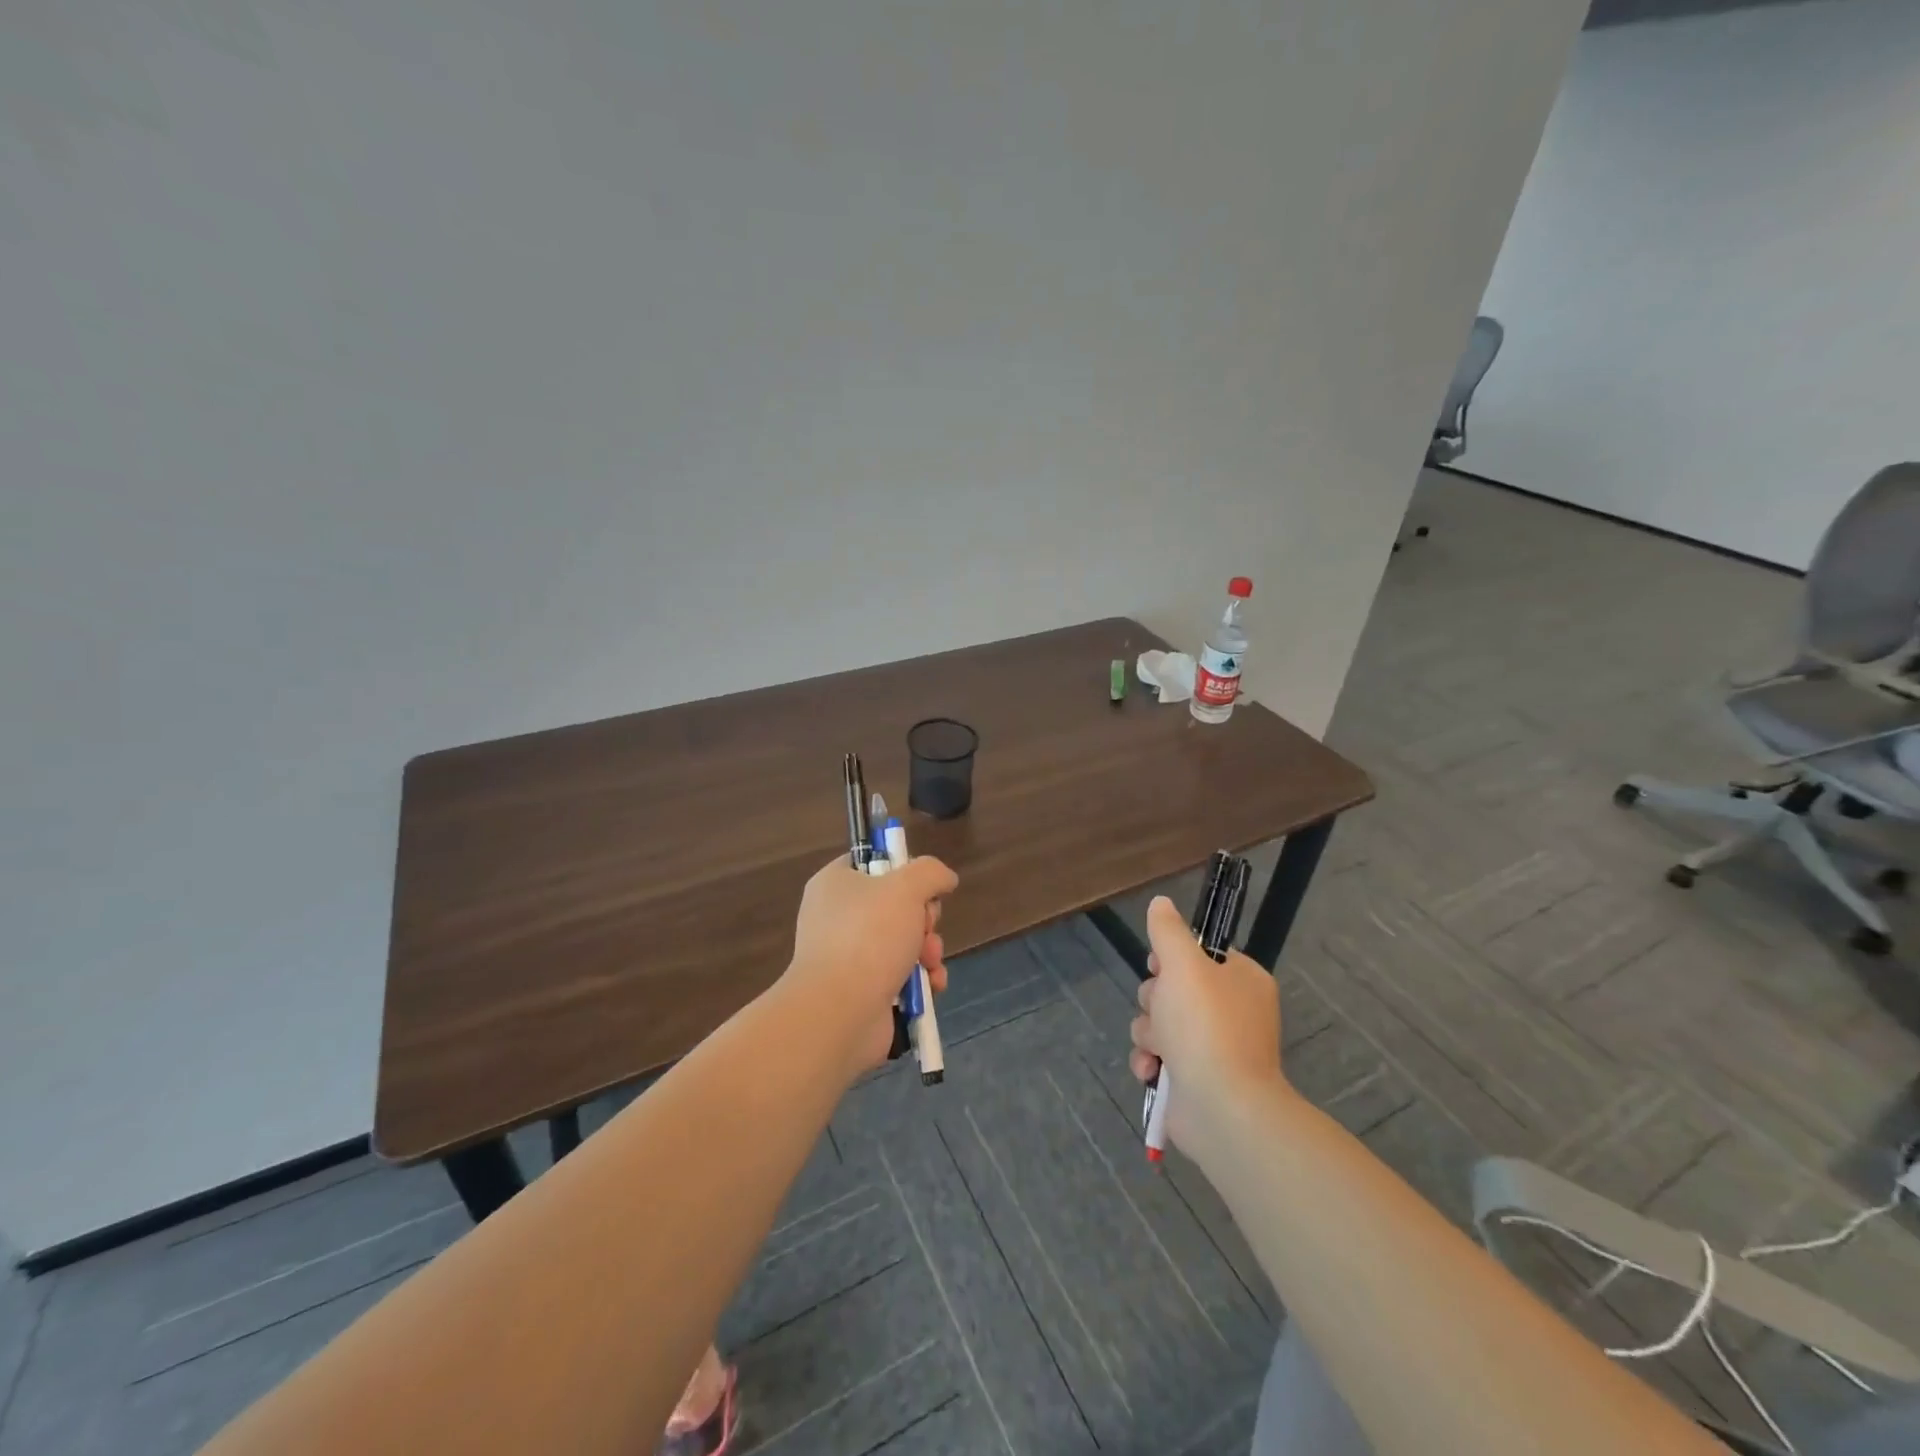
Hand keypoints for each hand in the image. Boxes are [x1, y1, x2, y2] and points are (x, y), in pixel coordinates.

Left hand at [785, 855, 957, 1072]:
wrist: (839, 1012)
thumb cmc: (868, 937)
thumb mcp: (906, 887)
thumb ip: (930, 873)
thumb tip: (945, 878)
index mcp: (835, 884)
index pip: (873, 863)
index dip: (903, 871)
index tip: (921, 886)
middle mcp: (837, 917)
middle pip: (896, 905)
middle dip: (923, 919)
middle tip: (925, 928)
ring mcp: (847, 957)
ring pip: (903, 942)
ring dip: (927, 951)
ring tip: (930, 963)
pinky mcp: (861, 991)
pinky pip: (900, 976)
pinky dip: (921, 981)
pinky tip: (931, 987)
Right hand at [1129, 894, 1287, 1156]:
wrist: (1223, 1109)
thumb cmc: (1206, 1027)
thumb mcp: (1183, 964)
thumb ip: (1168, 930)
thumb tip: (1160, 903)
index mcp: (1241, 980)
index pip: (1199, 954)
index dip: (1171, 958)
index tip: (1159, 966)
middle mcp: (1231, 1011)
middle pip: (1171, 988)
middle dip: (1154, 1000)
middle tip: (1161, 1011)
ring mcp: (1214, 1048)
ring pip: (1159, 1021)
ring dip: (1149, 1033)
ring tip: (1159, 1049)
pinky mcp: (1196, 1079)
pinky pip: (1159, 1056)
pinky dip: (1151, 1062)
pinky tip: (1152, 1071)